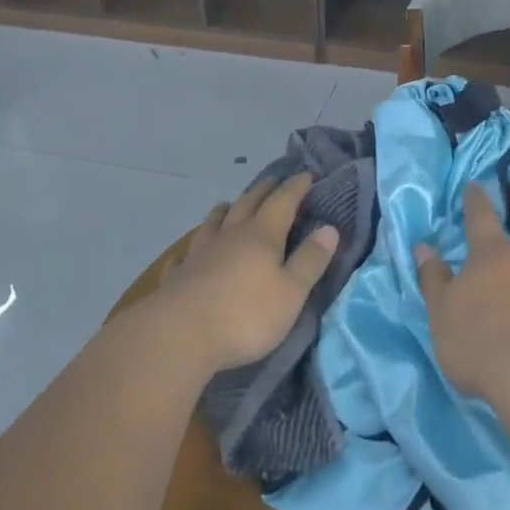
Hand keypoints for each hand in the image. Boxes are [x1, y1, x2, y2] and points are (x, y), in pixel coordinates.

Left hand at [156, 174, 339, 372]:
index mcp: (262, 235)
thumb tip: (329, 228)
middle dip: (264, 190)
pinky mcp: (179, 274)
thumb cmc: (246, 314)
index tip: (308, 174)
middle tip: (274, 181)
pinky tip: (188, 252)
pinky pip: (187, 254)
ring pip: (215, 222)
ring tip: (230, 204)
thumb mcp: (291, 292)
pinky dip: (192, 247)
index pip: (283, 201)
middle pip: (248, 203)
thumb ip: (310, 260)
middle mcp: (230, 235)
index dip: (296, 187)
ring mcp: (200, 252)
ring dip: (226, 210)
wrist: (181, 334)